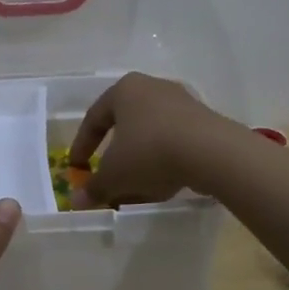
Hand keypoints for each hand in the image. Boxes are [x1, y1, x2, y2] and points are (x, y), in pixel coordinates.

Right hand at [69, 72, 242, 208]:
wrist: (212, 152)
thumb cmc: (150, 152)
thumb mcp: (115, 175)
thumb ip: (94, 187)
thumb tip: (76, 201)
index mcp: (124, 90)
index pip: (94, 118)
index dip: (81, 146)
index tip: (77, 169)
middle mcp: (152, 88)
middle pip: (125, 126)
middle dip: (115, 157)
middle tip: (108, 179)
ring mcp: (181, 102)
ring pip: (151, 136)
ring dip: (140, 162)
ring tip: (137, 189)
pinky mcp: (204, 121)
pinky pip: (174, 142)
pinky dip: (164, 162)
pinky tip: (164, 185)